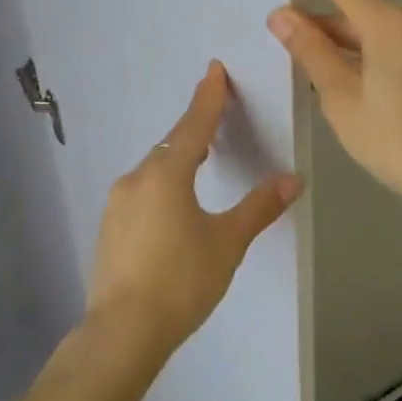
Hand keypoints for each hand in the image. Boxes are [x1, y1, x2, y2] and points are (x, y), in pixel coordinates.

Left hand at [85, 61, 301, 353]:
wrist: (122, 331)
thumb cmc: (182, 281)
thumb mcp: (227, 243)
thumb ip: (258, 207)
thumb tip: (292, 178)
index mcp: (167, 174)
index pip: (194, 125)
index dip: (208, 97)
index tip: (214, 70)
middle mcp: (138, 178)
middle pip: (172, 143)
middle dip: (194, 128)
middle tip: (215, 114)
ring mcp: (118, 201)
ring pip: (154, 167)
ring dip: (177, 158)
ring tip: (199, 159)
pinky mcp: (109, 225)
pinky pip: (141, 189)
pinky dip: (161, 183)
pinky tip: (171, 203)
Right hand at [267, 0, 401, 226]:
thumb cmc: (401, 142)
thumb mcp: (344, 100)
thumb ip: (312, 52)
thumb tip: (282, 15)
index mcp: (388, 22)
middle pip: (360, 11)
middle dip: (325, 26)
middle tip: (287, 44)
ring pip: (382, 32)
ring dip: (352, 46)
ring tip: (321, 76)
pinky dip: (378, 57)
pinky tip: (364, 88)